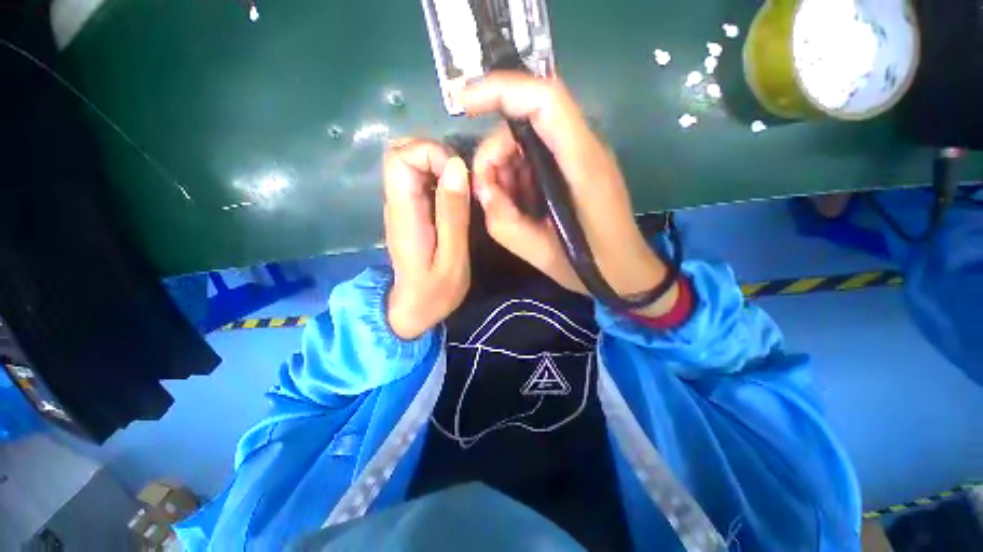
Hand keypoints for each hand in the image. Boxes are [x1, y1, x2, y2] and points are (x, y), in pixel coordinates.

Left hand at [383, 138, 470, 338]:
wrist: (414, 309)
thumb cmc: (435, 291)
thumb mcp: (453, 258)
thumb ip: (453, 215)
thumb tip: (457, 167)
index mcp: (404, 214)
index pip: (399, 158)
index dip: (430, 152)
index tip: (458, 173)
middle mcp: (396, 203)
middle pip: (401, 152)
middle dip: (435, 154)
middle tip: (463, 178)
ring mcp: (401, 206)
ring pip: (410, 162)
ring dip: (439, 164)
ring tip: (463, 187)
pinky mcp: (410, 211)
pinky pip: (419, 179)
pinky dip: (439, 176)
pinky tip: (456, 195)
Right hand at [464, 72, 677, 316]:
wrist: (626, 270)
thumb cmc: (590, 266)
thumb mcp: (539, 253)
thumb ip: (504, 222)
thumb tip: (483, 188)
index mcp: (583, 165)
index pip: (544, 100)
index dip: (502, 89)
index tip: (463, 101)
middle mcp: (585, 149)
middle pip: (527, 122)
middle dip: (495, 155)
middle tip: (488, 195)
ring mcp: (581, 155)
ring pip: (527, 139)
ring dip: (505, 169)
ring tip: (507, 206)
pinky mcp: (576, 166)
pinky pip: (536, 156)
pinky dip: (518, 176)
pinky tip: (520, 204)